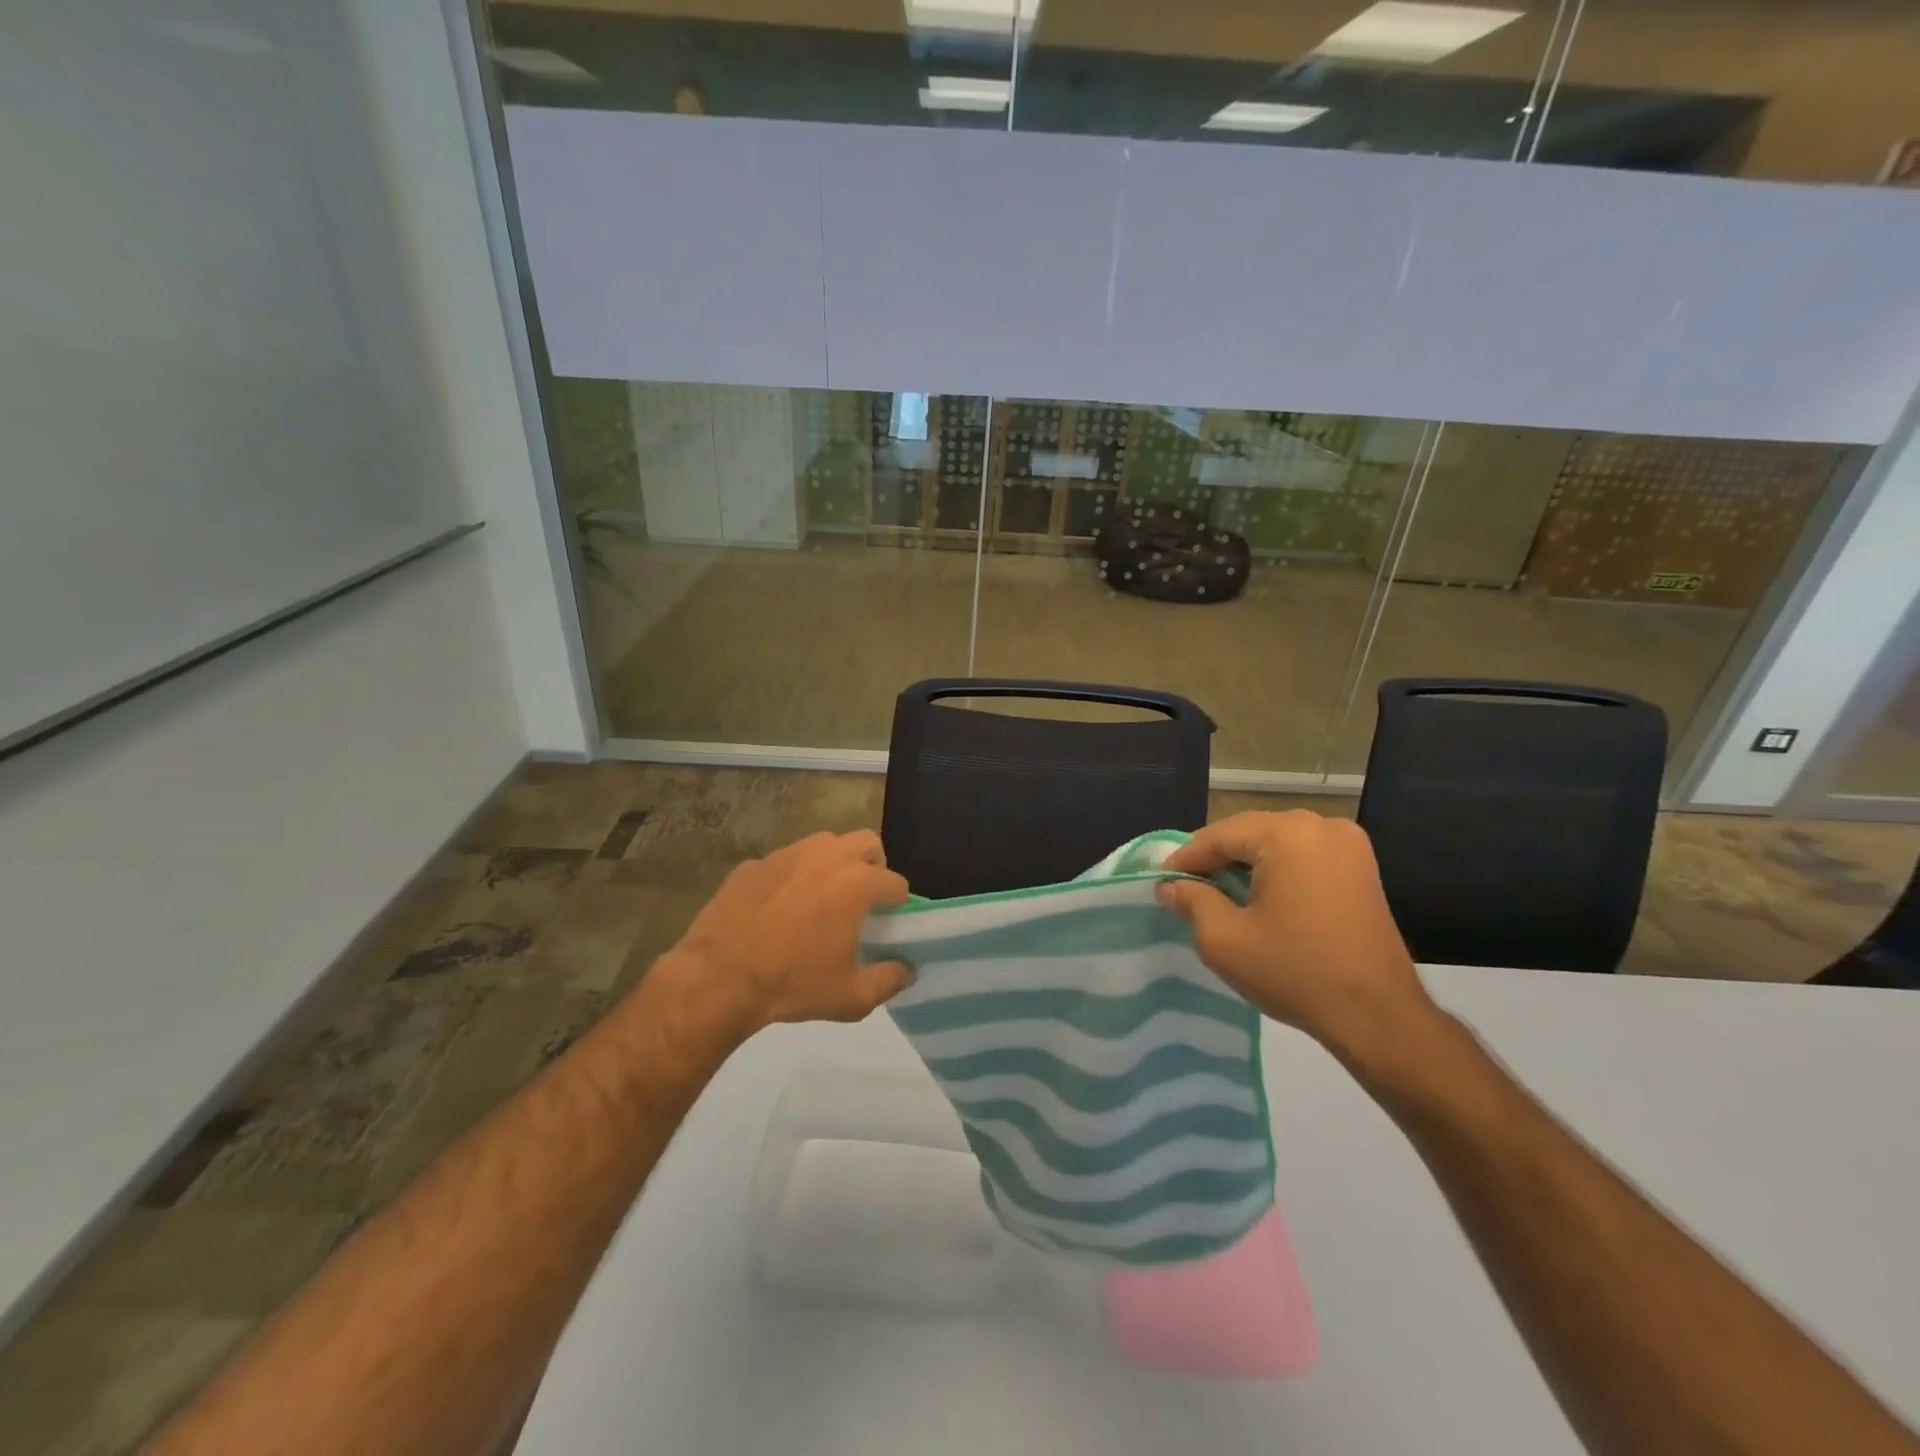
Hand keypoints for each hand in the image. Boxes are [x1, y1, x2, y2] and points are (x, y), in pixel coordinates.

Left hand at [663, 830, 912, 1032]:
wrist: (718, 979)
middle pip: (867, 843)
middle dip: (873, 865)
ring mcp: (786, 855)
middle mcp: (826, 856)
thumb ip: (889, 980)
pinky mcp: (753, 864)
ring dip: (833, 863)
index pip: (896, 883)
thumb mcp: (851, 997)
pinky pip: (784, 861)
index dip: (898, 904)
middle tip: (862, 898)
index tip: (889, 923)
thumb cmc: (793, 985)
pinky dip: (791, 877)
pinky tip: (778, 908)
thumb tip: (907, 970)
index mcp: (856, 883)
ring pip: (824, 843)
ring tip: (822, 897)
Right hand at [1157, 812, 1441, 1066]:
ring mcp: (1348, 844)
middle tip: (1184, 885)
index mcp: (1287, 833)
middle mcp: (1320, 825)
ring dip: (1245, 863)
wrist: (1379, 1016)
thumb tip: (1169, 886)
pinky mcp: (1362, 867)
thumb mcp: (1225, 940)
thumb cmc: (1295, 972)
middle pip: (1249, 832)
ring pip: (1276, 842)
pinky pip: (1303, 855)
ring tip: (1216, 890)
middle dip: (1215, 857)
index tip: (1159, 882)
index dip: (1184, 859)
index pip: (1218, 836)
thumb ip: (1191, 901)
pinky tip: (1258, 894)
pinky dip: (1276, 869)